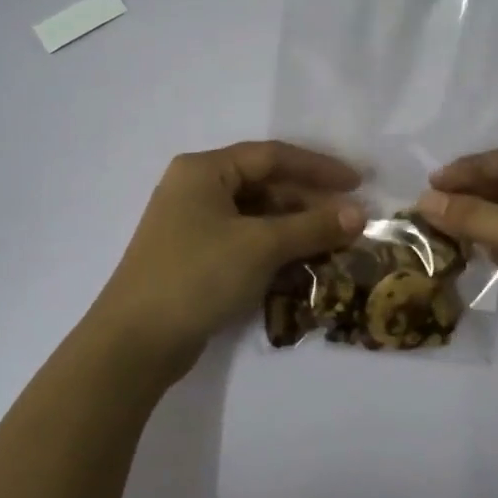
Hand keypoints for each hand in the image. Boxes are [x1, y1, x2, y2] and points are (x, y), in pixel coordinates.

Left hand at [92, 141, 365, 378]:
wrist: (137, 341)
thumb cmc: (198, 275)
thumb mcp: (261, 246)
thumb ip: (312, 226)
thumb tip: (360, 214)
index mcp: (204, 170)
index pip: (272, 156)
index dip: (318, 168)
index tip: (358, 183)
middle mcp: (196, 190)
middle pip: (264, 185)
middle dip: (309, 203)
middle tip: (350, 222)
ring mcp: (193, 226)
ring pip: (257, 217)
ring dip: (296, 229)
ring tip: (334, 245)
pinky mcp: (195, 258)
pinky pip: (245, 242)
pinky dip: (275, 249)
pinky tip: (303, 265)